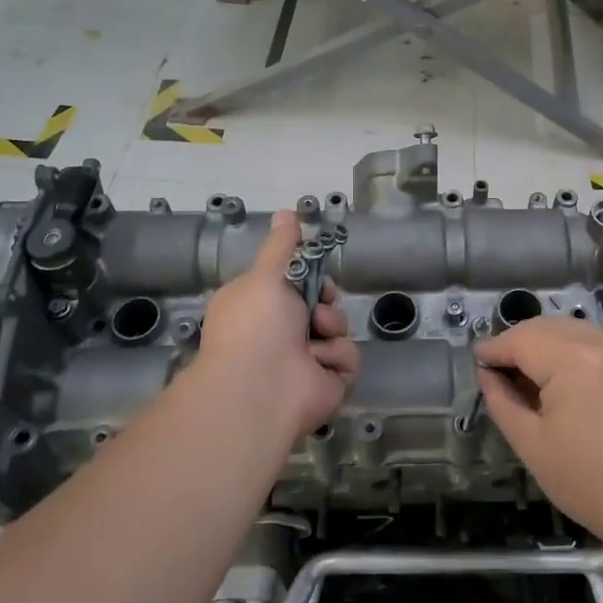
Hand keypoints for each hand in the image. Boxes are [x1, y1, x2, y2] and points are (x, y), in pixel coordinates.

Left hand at [192, 210, 360, 440]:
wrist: (259, 390)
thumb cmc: (255, 325)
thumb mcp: (266, 274)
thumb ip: (282, 245)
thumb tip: (287, 212)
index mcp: (261, 308)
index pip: (295, 283)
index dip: (308, 274)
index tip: (312, 270)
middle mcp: (281, 334)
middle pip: (322, 303)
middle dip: (324, 299)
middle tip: (317, 303)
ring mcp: (306, 361)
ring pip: (338, 328)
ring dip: (330, 327)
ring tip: (314, 338)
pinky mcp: (328, 383)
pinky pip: (347, 358)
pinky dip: (335, 358)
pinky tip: (316, 364)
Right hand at [477, 316, 602, 549]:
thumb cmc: (594, 483)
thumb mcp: (533, 446)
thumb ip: (503, 402)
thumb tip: (489, 375)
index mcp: (572, 357)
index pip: (519, 339)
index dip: (493, 350)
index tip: (476, 363)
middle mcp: (599, 339)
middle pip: (544, 327)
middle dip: (517, 345)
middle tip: (498, 374)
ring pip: (569, 330)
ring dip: (543, 345)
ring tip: (528, 379)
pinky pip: (592, 341)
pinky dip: (569, 351)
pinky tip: (561, 381)